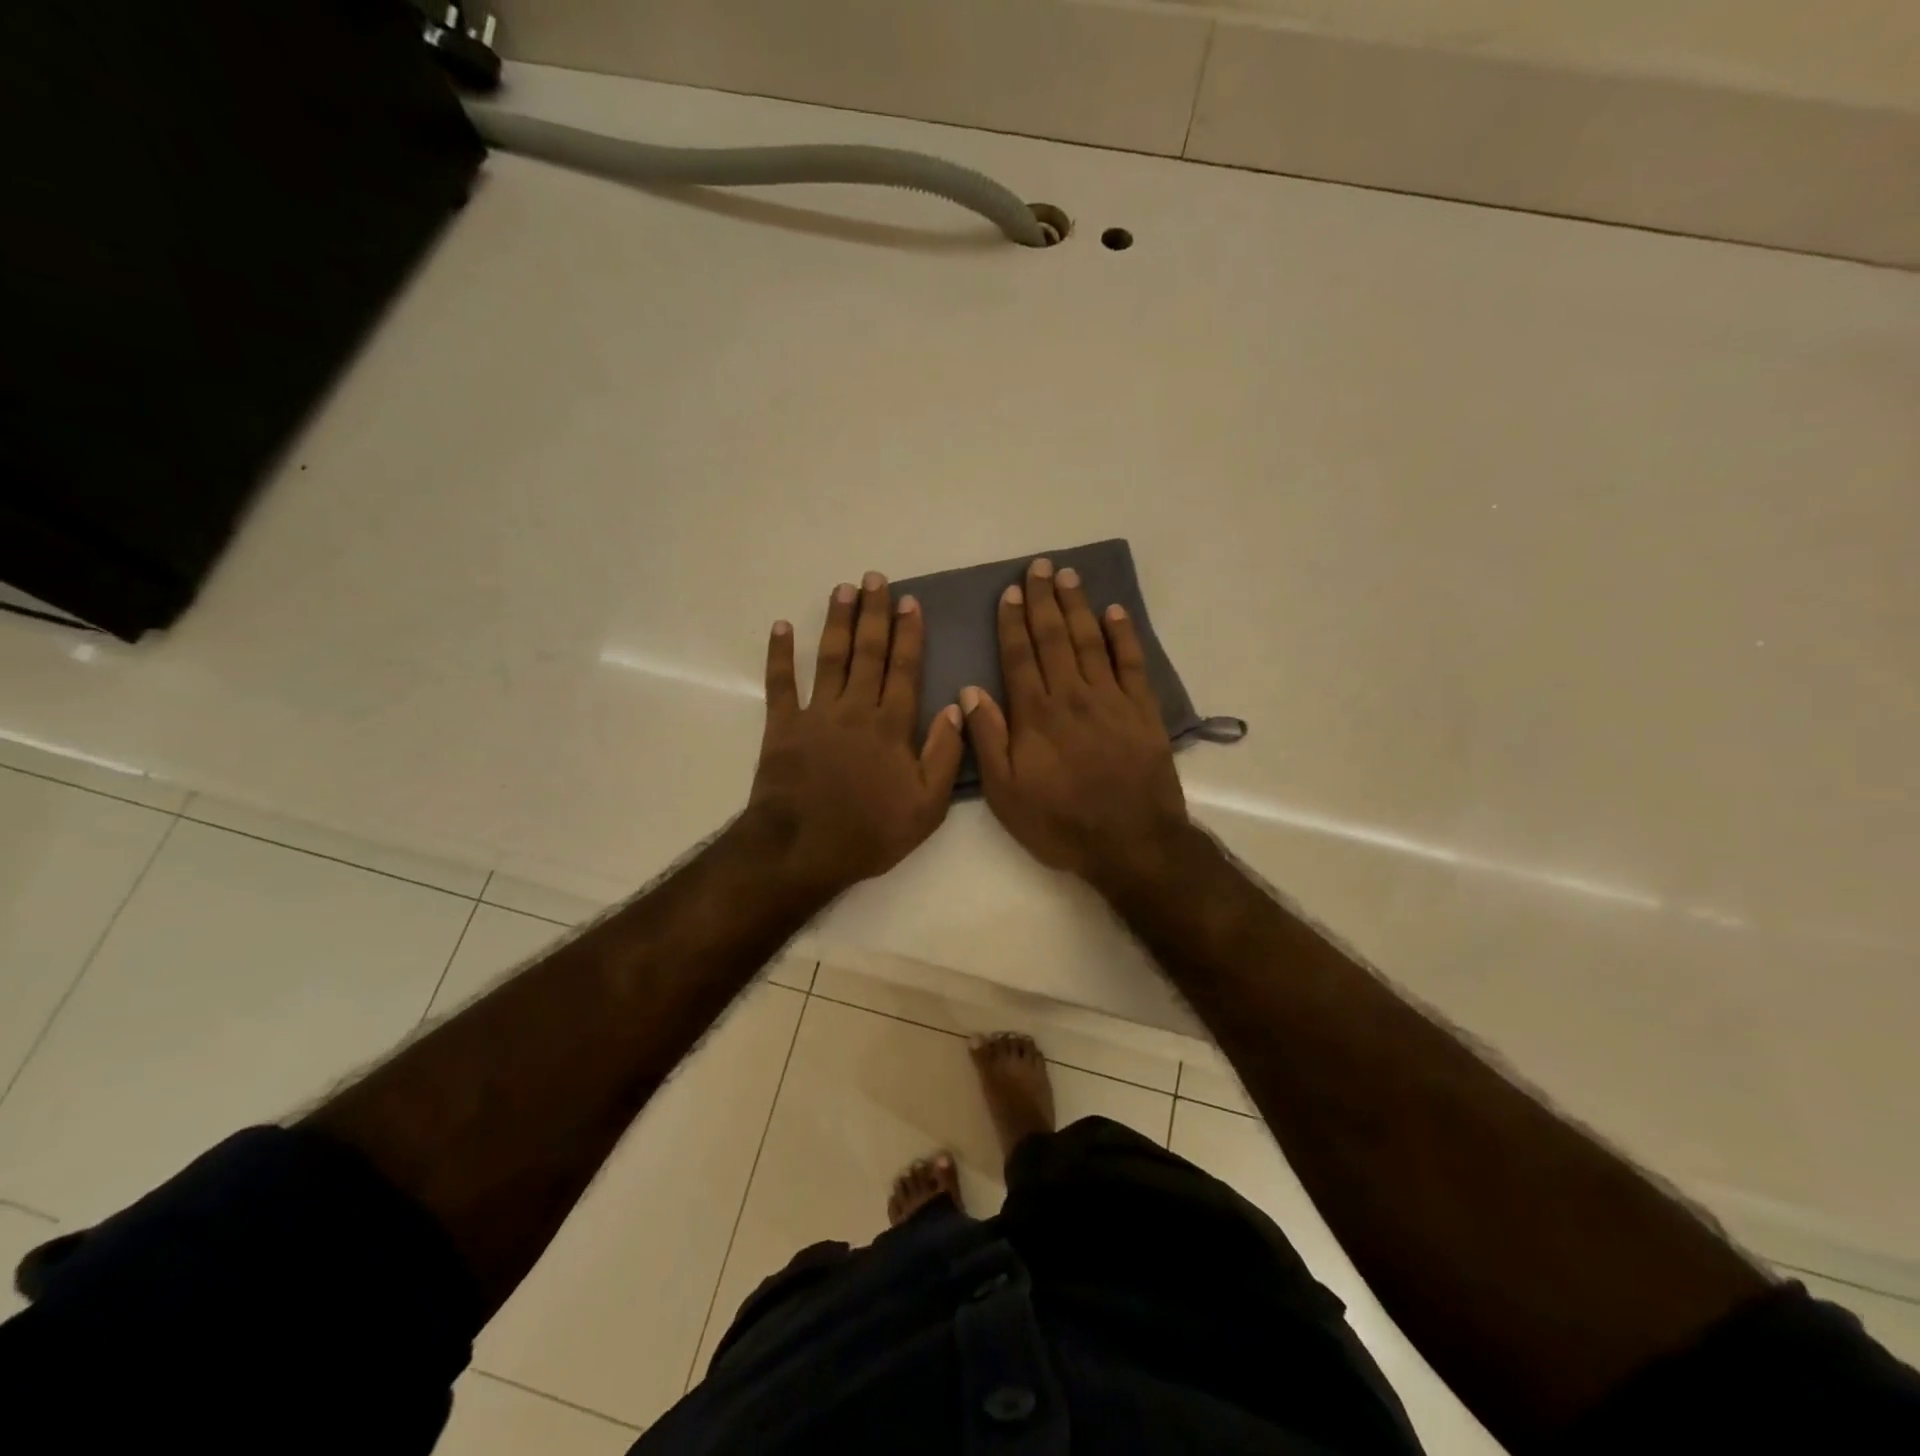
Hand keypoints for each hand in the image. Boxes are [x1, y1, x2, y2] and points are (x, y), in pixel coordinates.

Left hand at [746, 572, 964, 895]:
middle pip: (868, 652)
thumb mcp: (927, 806)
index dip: (909, 634)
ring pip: (830, 658)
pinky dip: (780, 655)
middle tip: (875, 578)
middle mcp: (855, 709)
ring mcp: (816, 714)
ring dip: (837, 621)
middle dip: (874, 613)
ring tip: (843, 589)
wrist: (802, 849)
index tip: (909, 602)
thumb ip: (945, 755)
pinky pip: (780, 684)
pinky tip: (781, 627)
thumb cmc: (870, 831)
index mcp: (891, 726)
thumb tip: (958, 708)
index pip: (905, 669)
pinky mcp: (782, 727)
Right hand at [962, 558, 1189, 886]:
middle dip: (1044, 600)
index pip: (1020, 656)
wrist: (1130, 842)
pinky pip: (1132, 662)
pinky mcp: (1142, 710)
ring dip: (1078, 606)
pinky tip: (1114, 611)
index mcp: (1036, 715)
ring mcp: (1111, 700)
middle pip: (1055, 638)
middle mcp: (1072, 696)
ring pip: (1090, 641)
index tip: (1010, 592)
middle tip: (1040, 566)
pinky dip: (1123, 634)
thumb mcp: (1006, 793)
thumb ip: (987, 740)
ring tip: (1069, 576)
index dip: (1013, 622)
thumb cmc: (1060, 823)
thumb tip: (968, 692)